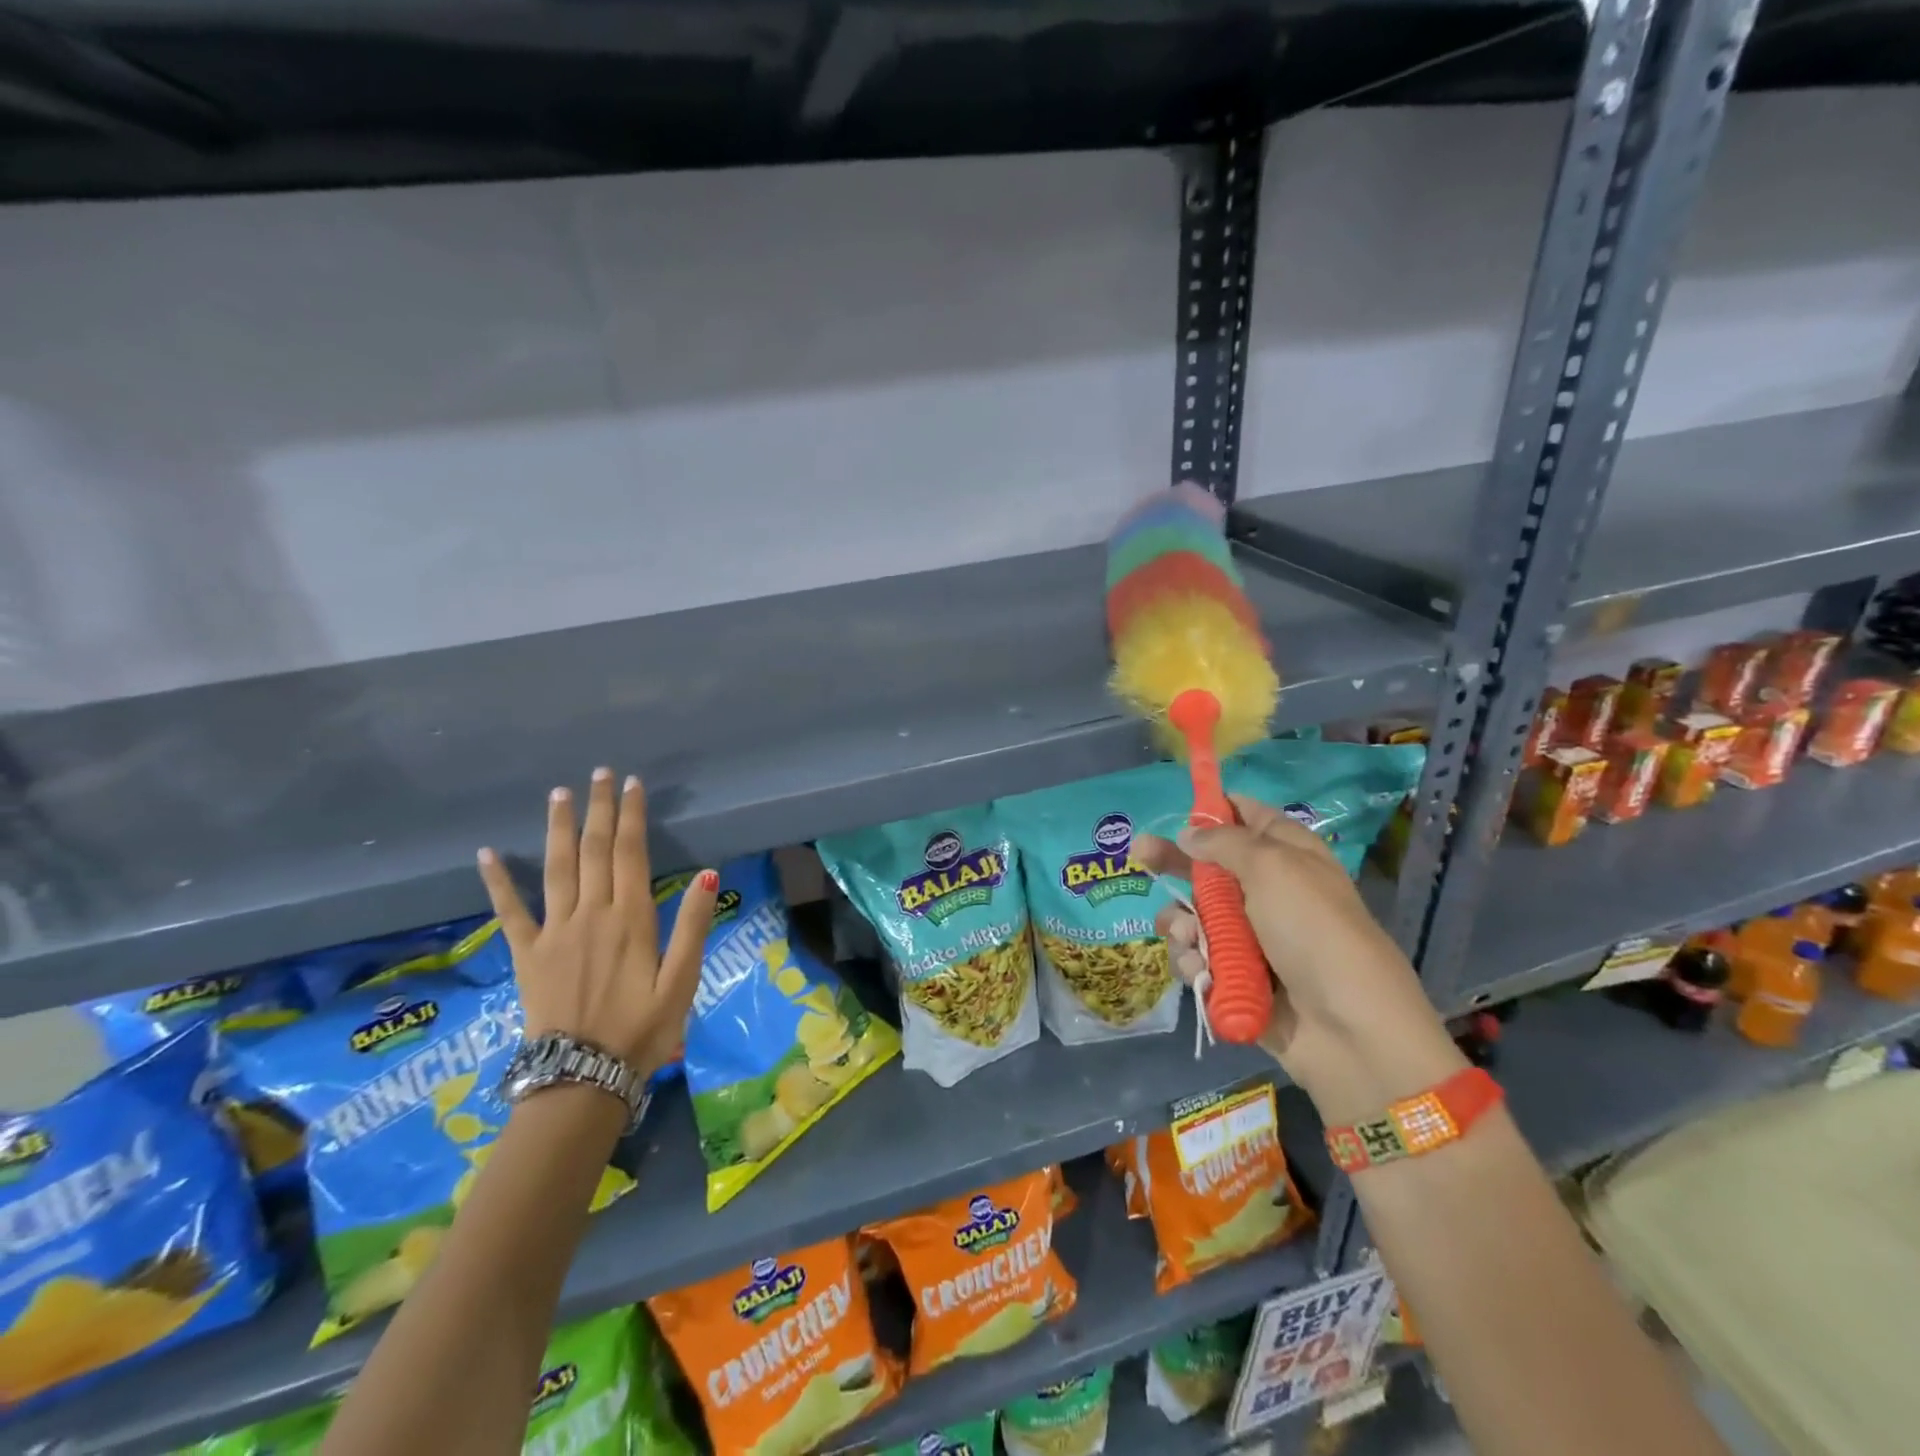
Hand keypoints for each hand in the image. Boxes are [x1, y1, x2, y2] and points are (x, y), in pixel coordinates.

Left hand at [477, 768, 716, 1078]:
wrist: (582, 1078)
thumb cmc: (643, 1030)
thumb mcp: (682, 981)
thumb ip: (694, 925)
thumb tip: (710, 873)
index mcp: (631, 918)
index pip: (631, 853)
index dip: (632, 816)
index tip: (633, 784)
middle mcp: (591, 914)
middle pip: (594, 850)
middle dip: (598, 809)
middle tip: (600, 774)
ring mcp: (554, 932)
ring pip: (556, 868)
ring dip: (558, 828)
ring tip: (559, 794)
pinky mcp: (527, 954)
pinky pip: (510, 912)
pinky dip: (499, 881)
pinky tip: (488, 854)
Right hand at [1134, 795, 1463, 1122]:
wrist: (1348, 1030)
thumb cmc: (1313, 931)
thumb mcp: (1272, 869)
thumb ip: (1223, 843)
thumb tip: (1188, 833)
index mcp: (1286, 855)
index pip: (1246, 817)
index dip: (1214, 811)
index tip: (1180, 812)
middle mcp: (1266, 891)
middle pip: (1208, 865)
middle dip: (1174, 861)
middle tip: (1139, 854)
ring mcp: (1250, 936)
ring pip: (1194, 915)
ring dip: (1181, 923)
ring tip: (1187, 935)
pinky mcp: (1235, 976)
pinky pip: (1197, 957)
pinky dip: (1193, 963)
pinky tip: (1201, 972)